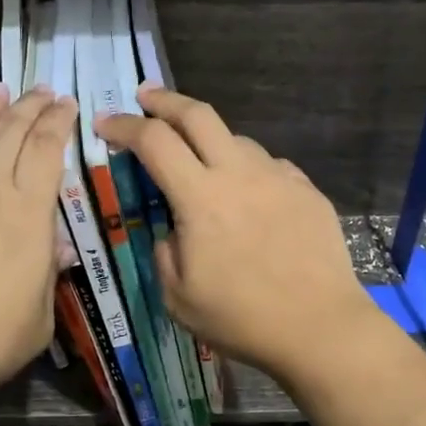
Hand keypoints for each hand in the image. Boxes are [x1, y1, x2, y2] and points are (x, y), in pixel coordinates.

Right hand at [94, 86, 377, 379]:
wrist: (322, 328)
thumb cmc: (243, 318)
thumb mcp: (178, 297)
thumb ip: (165, 251)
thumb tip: (173, 230)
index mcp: (201, 198)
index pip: (154, 141)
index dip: (123, 126)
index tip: (104, 123)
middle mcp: (240, 174)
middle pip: (198, 114)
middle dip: (165, 99)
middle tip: (146, 97)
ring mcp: (279, 177)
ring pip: (236, 139)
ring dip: (209, 141)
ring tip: (200, 162)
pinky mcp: (307, 190)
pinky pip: (269, 166)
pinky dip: (247, 170)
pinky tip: (249, 195)